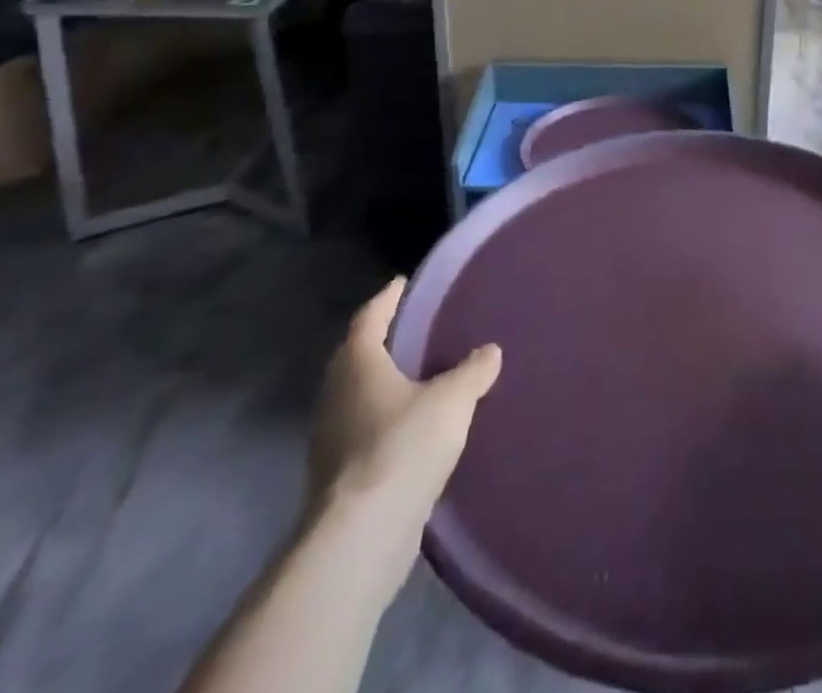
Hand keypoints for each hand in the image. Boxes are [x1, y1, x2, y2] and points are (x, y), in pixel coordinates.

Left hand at [309, 280, 500, 547]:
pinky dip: (386, 421)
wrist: (361, 538)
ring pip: (359, 397)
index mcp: (357, 364)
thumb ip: (473, 371)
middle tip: (416, 327)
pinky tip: (414, 427)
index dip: (387, 298)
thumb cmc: (403, 446)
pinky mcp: (338, 478)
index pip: (369, 317)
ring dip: (384, 384)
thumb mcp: (452, 399)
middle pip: (357, 356)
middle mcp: (336, 395)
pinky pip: (365, 432)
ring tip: (421, 376)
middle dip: (383, 341)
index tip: (403, 283)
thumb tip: (489, 351)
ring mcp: (332, 439)